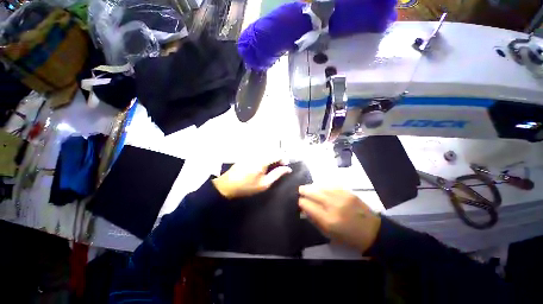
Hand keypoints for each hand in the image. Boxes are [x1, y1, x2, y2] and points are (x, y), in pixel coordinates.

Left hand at [212, 157, 291, 198]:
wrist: (227, 185)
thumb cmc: (247, 186)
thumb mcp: (264, 184)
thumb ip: (277, 174)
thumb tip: (288, 169)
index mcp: (263, 160)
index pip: (279, 154)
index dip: (284, 159)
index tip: (284, 167)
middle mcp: (258, 153)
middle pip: (273, 151)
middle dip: (279, 158)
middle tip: (278, 168)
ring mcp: (252, 153)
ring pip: (267, 151)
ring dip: (272, 157)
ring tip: (271, 168)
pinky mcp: (248, 154)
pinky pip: (261, 153)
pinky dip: (265, 157)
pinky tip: (262, 166)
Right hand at [299, 185, 380, 252]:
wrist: (373, 231)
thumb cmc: (349, 237)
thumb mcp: (329, 234)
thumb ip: (315, 220)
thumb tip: (305, 209)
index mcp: (328, 220)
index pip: (308, 205)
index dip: (301, 202)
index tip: (299, 201)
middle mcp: (334, 206)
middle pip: (314, 193)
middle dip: (304, 190)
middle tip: (300, 189)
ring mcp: (342, 197)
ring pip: (322, 187)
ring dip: (312, 186)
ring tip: (308, 187)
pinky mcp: (348, 192)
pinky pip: (332, 185)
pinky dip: (323, 185)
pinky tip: (320, 186)